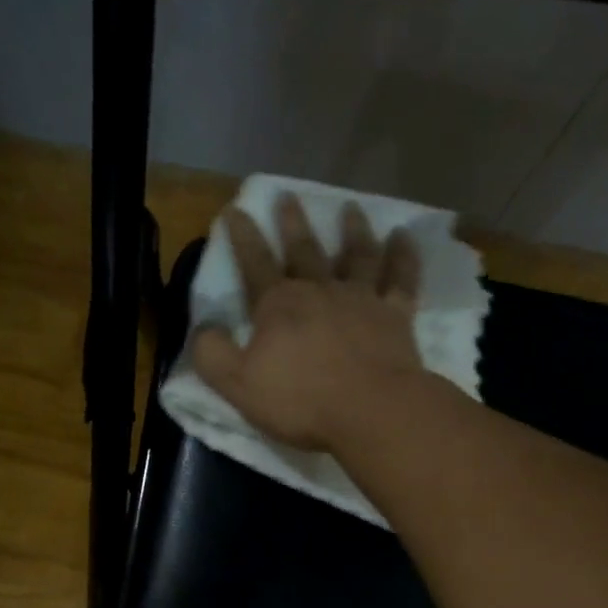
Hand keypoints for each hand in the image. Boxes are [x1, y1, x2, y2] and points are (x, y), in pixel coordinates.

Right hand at [192, 193, 426, 451]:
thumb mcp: (238, 385)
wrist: (371, 410)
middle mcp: (320, 291)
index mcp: (278, 306)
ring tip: (351, 208)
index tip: (236, 210)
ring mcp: (361, 299)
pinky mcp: (396, 315)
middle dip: (293, 223)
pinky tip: (404, 237)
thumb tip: (203, 329)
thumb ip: (213, 355)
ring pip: (356, 255)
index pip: (254, 263)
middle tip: (288, 196)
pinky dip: (403, 256)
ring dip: (353, 230)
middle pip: (304, 250)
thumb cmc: (302, 401)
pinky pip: (401, 278)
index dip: (243, 237)